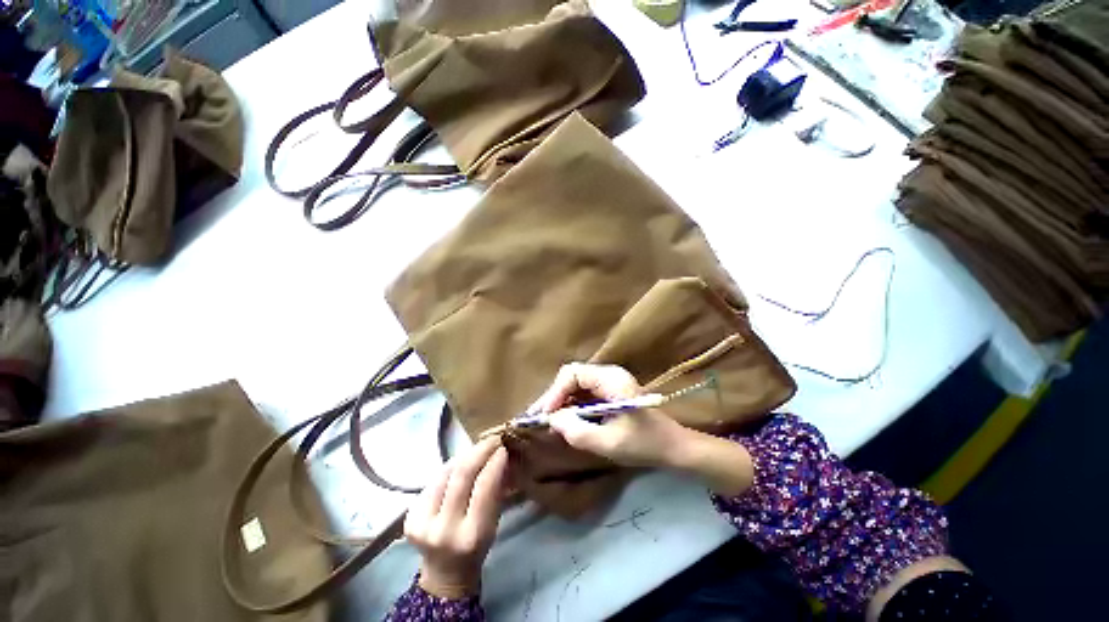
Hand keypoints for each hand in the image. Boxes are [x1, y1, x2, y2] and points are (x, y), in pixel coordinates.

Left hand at [404, 436, 508, 598]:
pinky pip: (434, 480)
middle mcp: (444, 529)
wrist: (445, 574)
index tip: (503, 446)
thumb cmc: (477, 547)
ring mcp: (422, 523)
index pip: (485, 486)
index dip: (495, 461)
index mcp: (472, 535)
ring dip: (465, 455)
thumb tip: (501, 455)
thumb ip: (495, 490)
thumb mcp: (494, 522)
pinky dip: (449, 468)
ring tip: (478, 449)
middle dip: (480, 450)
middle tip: (492, 439)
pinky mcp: (409, 517)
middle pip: (462, 475)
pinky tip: (459, 465)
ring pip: (445, 473)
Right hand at [534, 363, 693, 467]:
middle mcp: (608, 374)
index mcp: (611, 379)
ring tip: (545, 421)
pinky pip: (582, 394)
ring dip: (559, 402)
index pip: (573, 374)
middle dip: (553, 396)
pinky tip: (562, 421)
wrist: (673, 447)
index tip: (544, 415)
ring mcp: (608, 383)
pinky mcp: (607, 393)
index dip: (554, 392)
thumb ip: (578, 432)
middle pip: (571, 377)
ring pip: (574, 385)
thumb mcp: (610, 443)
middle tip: (537, 418)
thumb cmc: (645, 444)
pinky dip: (569, 406)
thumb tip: (552, 420)